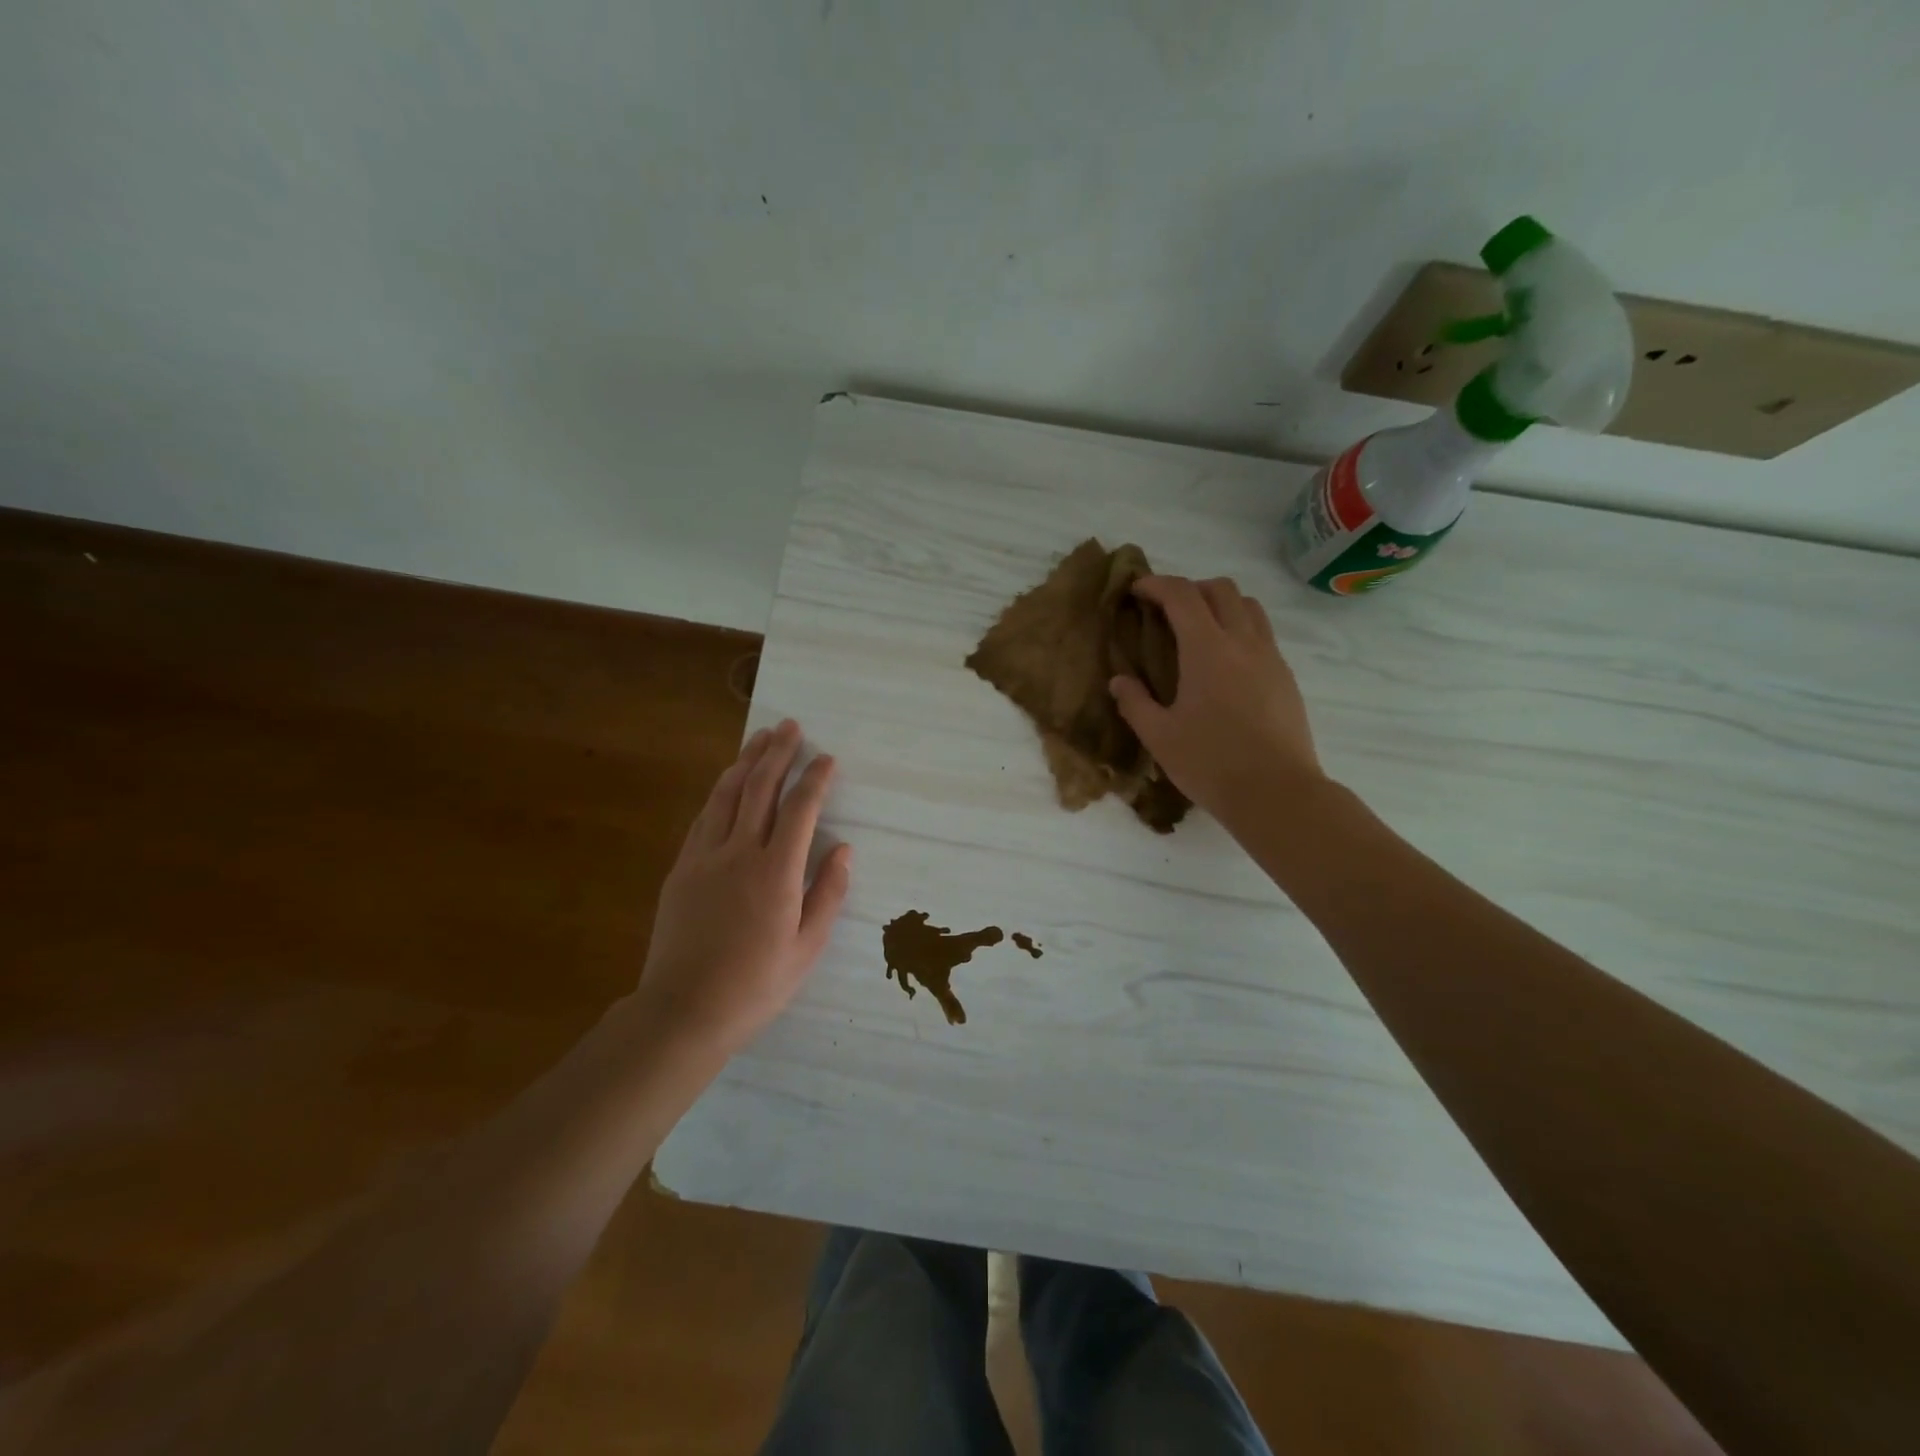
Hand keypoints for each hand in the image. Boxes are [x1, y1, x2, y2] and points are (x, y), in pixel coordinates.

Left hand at [635, 720, 851, 1054]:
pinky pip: (703, 818)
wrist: (683, 1011)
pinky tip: (727, 782)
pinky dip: (719, 792)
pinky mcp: (681, 869)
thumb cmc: (755, 985)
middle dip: (778, 754)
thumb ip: (828, 893)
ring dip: (745, 762)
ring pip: (726, 796)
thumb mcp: (807, 947)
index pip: (800, 810)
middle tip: (790, 726)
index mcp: (776, 872)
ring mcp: (705, 858)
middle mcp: (739, 853)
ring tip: (760, 738)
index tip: (827, 758)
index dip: (815, 779)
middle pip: (760, 789)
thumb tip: (845, 849)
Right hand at [1109, 575, 1322, 822]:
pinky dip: (1240, 629)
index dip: (1156, 584)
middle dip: (1190, 588)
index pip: (1182, 595)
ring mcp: (1270, 658)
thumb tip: (1119, 681)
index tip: (1136, 590)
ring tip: (1198, 629)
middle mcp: (1243, 642)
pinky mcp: (1286, 677)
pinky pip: (1263, 634)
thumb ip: (1135, 703)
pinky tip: (1225, 663)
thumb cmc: (1211, 763)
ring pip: (1249, 607)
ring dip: (1220, 604)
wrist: (1277, 793)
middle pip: (1221, 589)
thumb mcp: (1159, 737)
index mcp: (1208, 650)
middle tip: (1166, 610)